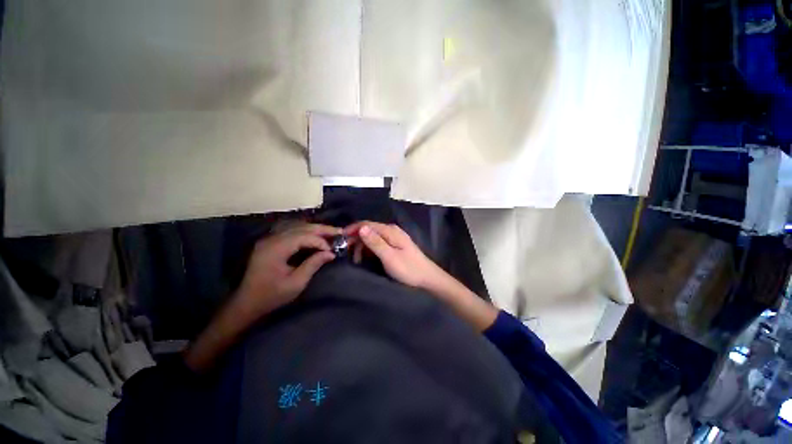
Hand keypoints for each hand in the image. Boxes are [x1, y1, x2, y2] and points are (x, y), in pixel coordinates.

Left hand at [234, 224, 339, 319]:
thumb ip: (313, 265)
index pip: (303, 237)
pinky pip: (291, 230)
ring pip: (296, 226)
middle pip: (301, 227)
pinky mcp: (270, 242)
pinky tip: (315, 234)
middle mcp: (271, 239)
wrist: (246, 302)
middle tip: (339, 231)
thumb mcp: (296, 283)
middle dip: (322, 229)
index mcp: (276, 249)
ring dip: (315, 228)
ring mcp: (269, 239)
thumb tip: (331, 253)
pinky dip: (306, 230)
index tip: (332, 251)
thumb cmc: (271, 296)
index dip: (320, 241)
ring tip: (331, 231)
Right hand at [345, 221, 497, 330]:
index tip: (339, 240)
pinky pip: (377, 243)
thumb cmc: (409, 269)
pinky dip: (369, 250)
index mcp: (390, 231)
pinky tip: (365, 259)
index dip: (352, 229)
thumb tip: (361, 227)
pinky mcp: (395, 246)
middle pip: (369, 230)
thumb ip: (375, 242)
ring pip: (372, 237)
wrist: (428, 279)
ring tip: (355, 260)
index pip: (366, 224)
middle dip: (356, 239)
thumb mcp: (390, 257)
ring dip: (362, 246)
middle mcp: (391, 231)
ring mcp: (394, 238)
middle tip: (345, 253)